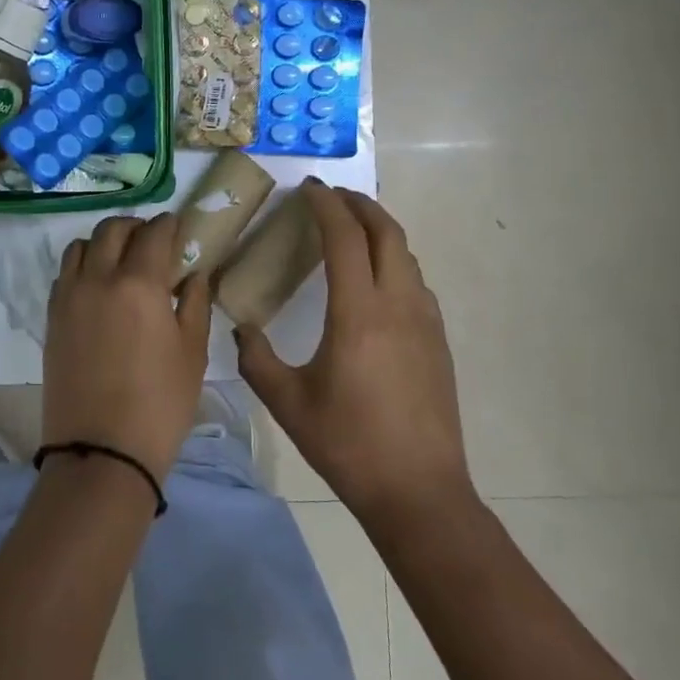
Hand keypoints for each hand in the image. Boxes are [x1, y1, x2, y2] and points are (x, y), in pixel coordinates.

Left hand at [43, 213, 211, 477]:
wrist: (101, 451)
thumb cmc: (160, 404)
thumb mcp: (192, 353)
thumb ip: (195, 304)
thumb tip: (193, 275)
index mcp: (139, 284)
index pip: (153, 233)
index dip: (169, 225)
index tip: (178, 229)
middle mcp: (98, 279)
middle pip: (112, 230)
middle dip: (135, 226)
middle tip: (152, 242)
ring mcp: (69, 297)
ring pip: (80, 246)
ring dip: (103, 243)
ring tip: (122, 262)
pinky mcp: (52, 318)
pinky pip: (65, 274)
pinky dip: (83, 266)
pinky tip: (99, 288)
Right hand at [236, 181, 472, 528]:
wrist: (418, 490)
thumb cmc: (347, 444)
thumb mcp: (287, 402)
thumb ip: (256, 359)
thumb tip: (241, 329)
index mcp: (359, 313)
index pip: (345, 237)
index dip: (326, 206)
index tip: (307, 189)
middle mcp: (398, 304)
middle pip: (386, 232)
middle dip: (359, 204)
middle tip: (330, 197)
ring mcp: (425, 321)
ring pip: (406, 254)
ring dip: (379, 230)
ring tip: (351, 230)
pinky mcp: (438, 340)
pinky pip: (415, 281)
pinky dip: (393, 260)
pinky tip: (374, 280)